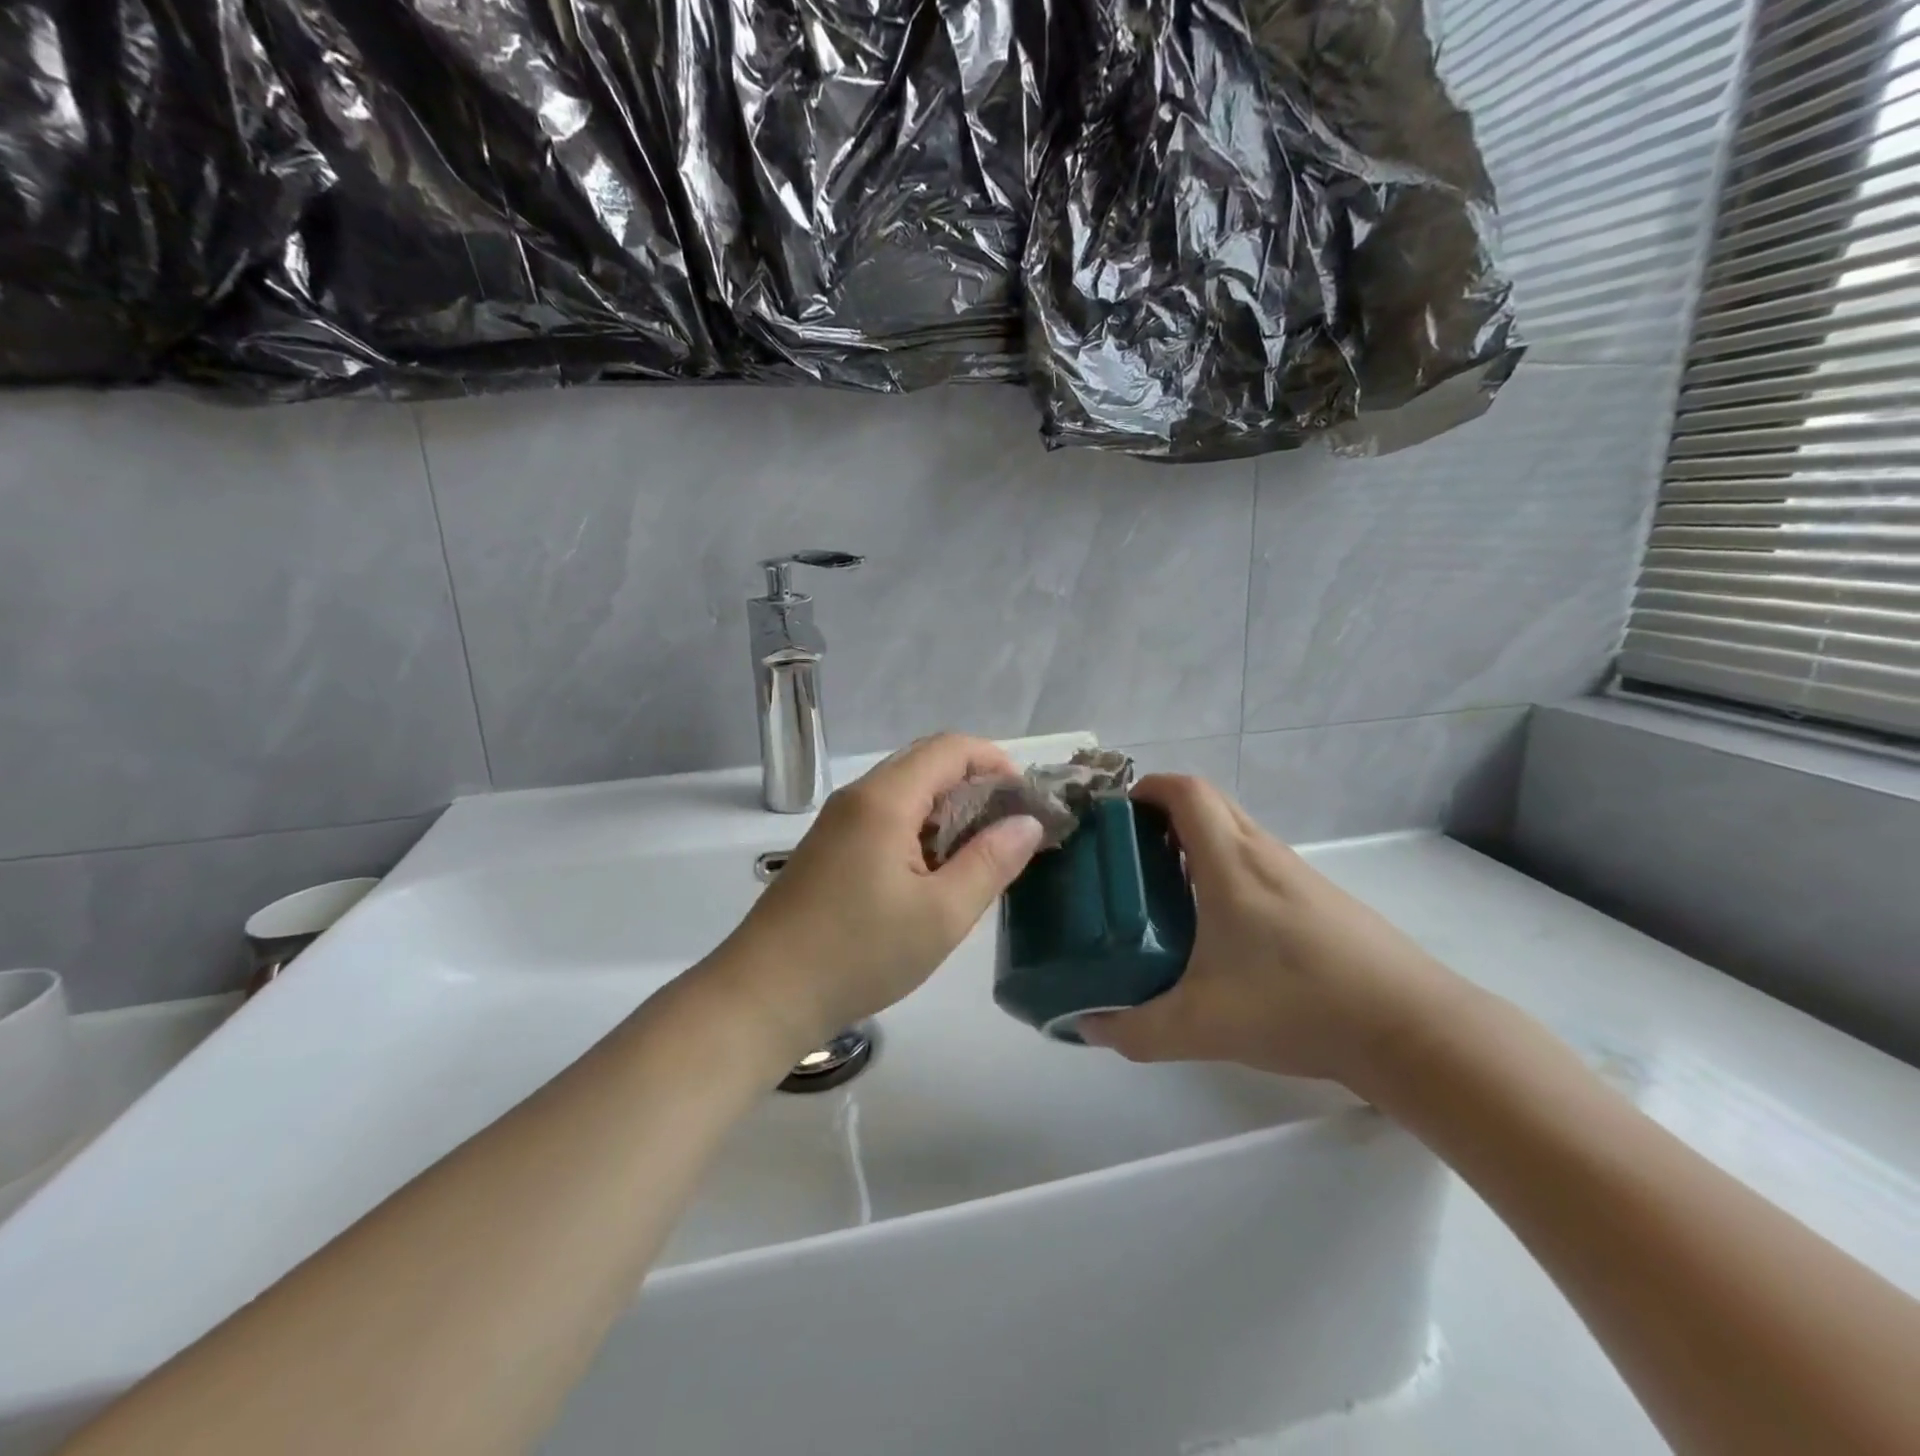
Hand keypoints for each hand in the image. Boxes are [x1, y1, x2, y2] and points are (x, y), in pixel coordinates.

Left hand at [713, 734, 1044, 1053]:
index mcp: (885, 800)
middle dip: (975, 784)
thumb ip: (991, 862)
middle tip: (1009, 827)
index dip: (995, 761)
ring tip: (980, 852)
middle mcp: (858, 797)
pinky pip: (884, 818)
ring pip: (905, 792)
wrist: (764, 995)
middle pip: (926, 763)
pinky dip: (920, 829)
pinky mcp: (828, 848)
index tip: (1026, 800)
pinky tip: (933, 872)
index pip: (950, 748)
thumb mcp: (942, 914)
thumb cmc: (859, 954)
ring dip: (947, 809)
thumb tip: (1026, 823)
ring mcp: (838, 822)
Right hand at [1078, 774, 1468, 1089]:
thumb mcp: (1201, 1026)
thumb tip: (1089, 1027)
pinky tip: (1219, 927)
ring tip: (1164, 889)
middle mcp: (1264, 854)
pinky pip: (1258, 863)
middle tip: (1130, 854)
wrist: (1412, 1030)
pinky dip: (1226, 870)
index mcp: (1230, 862)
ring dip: (1196, 843)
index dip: (1146, 788)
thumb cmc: (1298, 1005)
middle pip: (1208, 804)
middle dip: (1163, 815)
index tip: (1116, 814)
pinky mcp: (1321, 901)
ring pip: (1236, 834)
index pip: (1186, 791)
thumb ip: (1135, 1030)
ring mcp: (1298, 875)